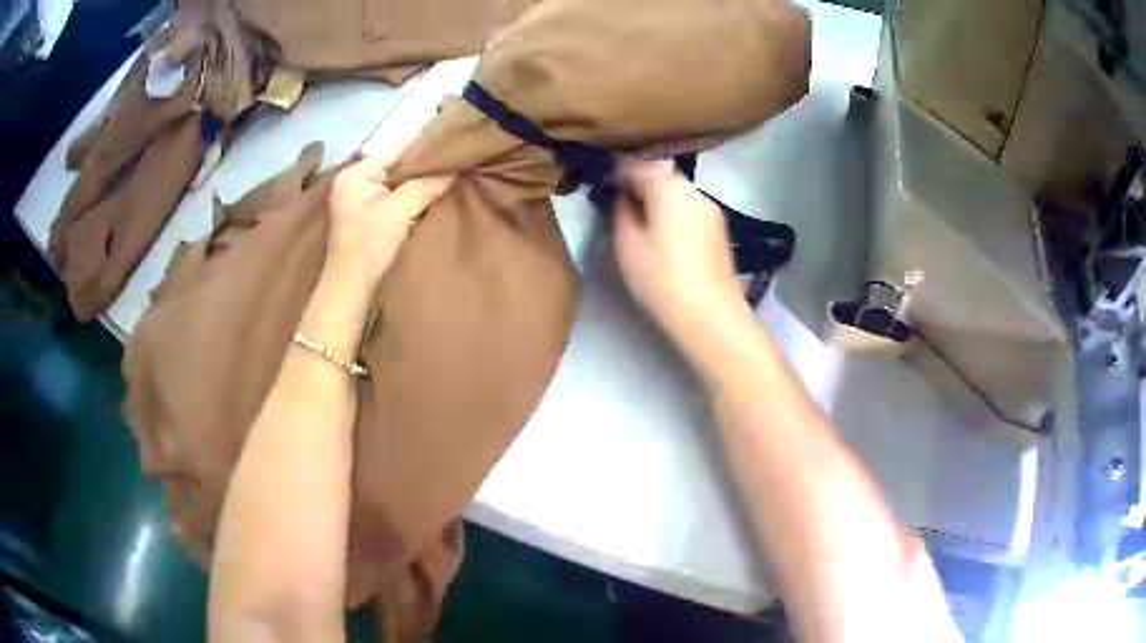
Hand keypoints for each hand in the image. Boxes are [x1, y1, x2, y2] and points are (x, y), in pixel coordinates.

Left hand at [324, 152, 454, 288]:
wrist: (350, 288)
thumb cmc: (370, 244)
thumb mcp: (400, 210)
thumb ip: (426, 185)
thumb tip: (452, 169)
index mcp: (355, 173)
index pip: (395, 150)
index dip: (423, 150)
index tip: (450, 151)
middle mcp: (352, 181)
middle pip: (393, 166)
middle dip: (420, 169)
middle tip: (450, 169)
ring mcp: (355, 200)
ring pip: (392, 184)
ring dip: (414, 186)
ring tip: (442, 183)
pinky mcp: (361, 218)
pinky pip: (388, 198)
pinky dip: (405, 199)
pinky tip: (424, 202)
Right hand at [612, 159, 744, 338]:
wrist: (710, 315)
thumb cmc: (662, 279)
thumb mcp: (627, 245)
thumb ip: (621, 212)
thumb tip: (623, 198)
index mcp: (669, 188)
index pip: (639, 165)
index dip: (618, 171)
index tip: (603, 182)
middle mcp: (694, 191)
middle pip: (662, 176)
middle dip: (641, 184)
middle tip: (620, 201)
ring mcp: (711, 210)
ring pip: (678, 194)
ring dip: (659, 199)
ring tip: (642, 219)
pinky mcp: (719, 230)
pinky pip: (689, 210)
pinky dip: (674, 213)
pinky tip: (665, 234)